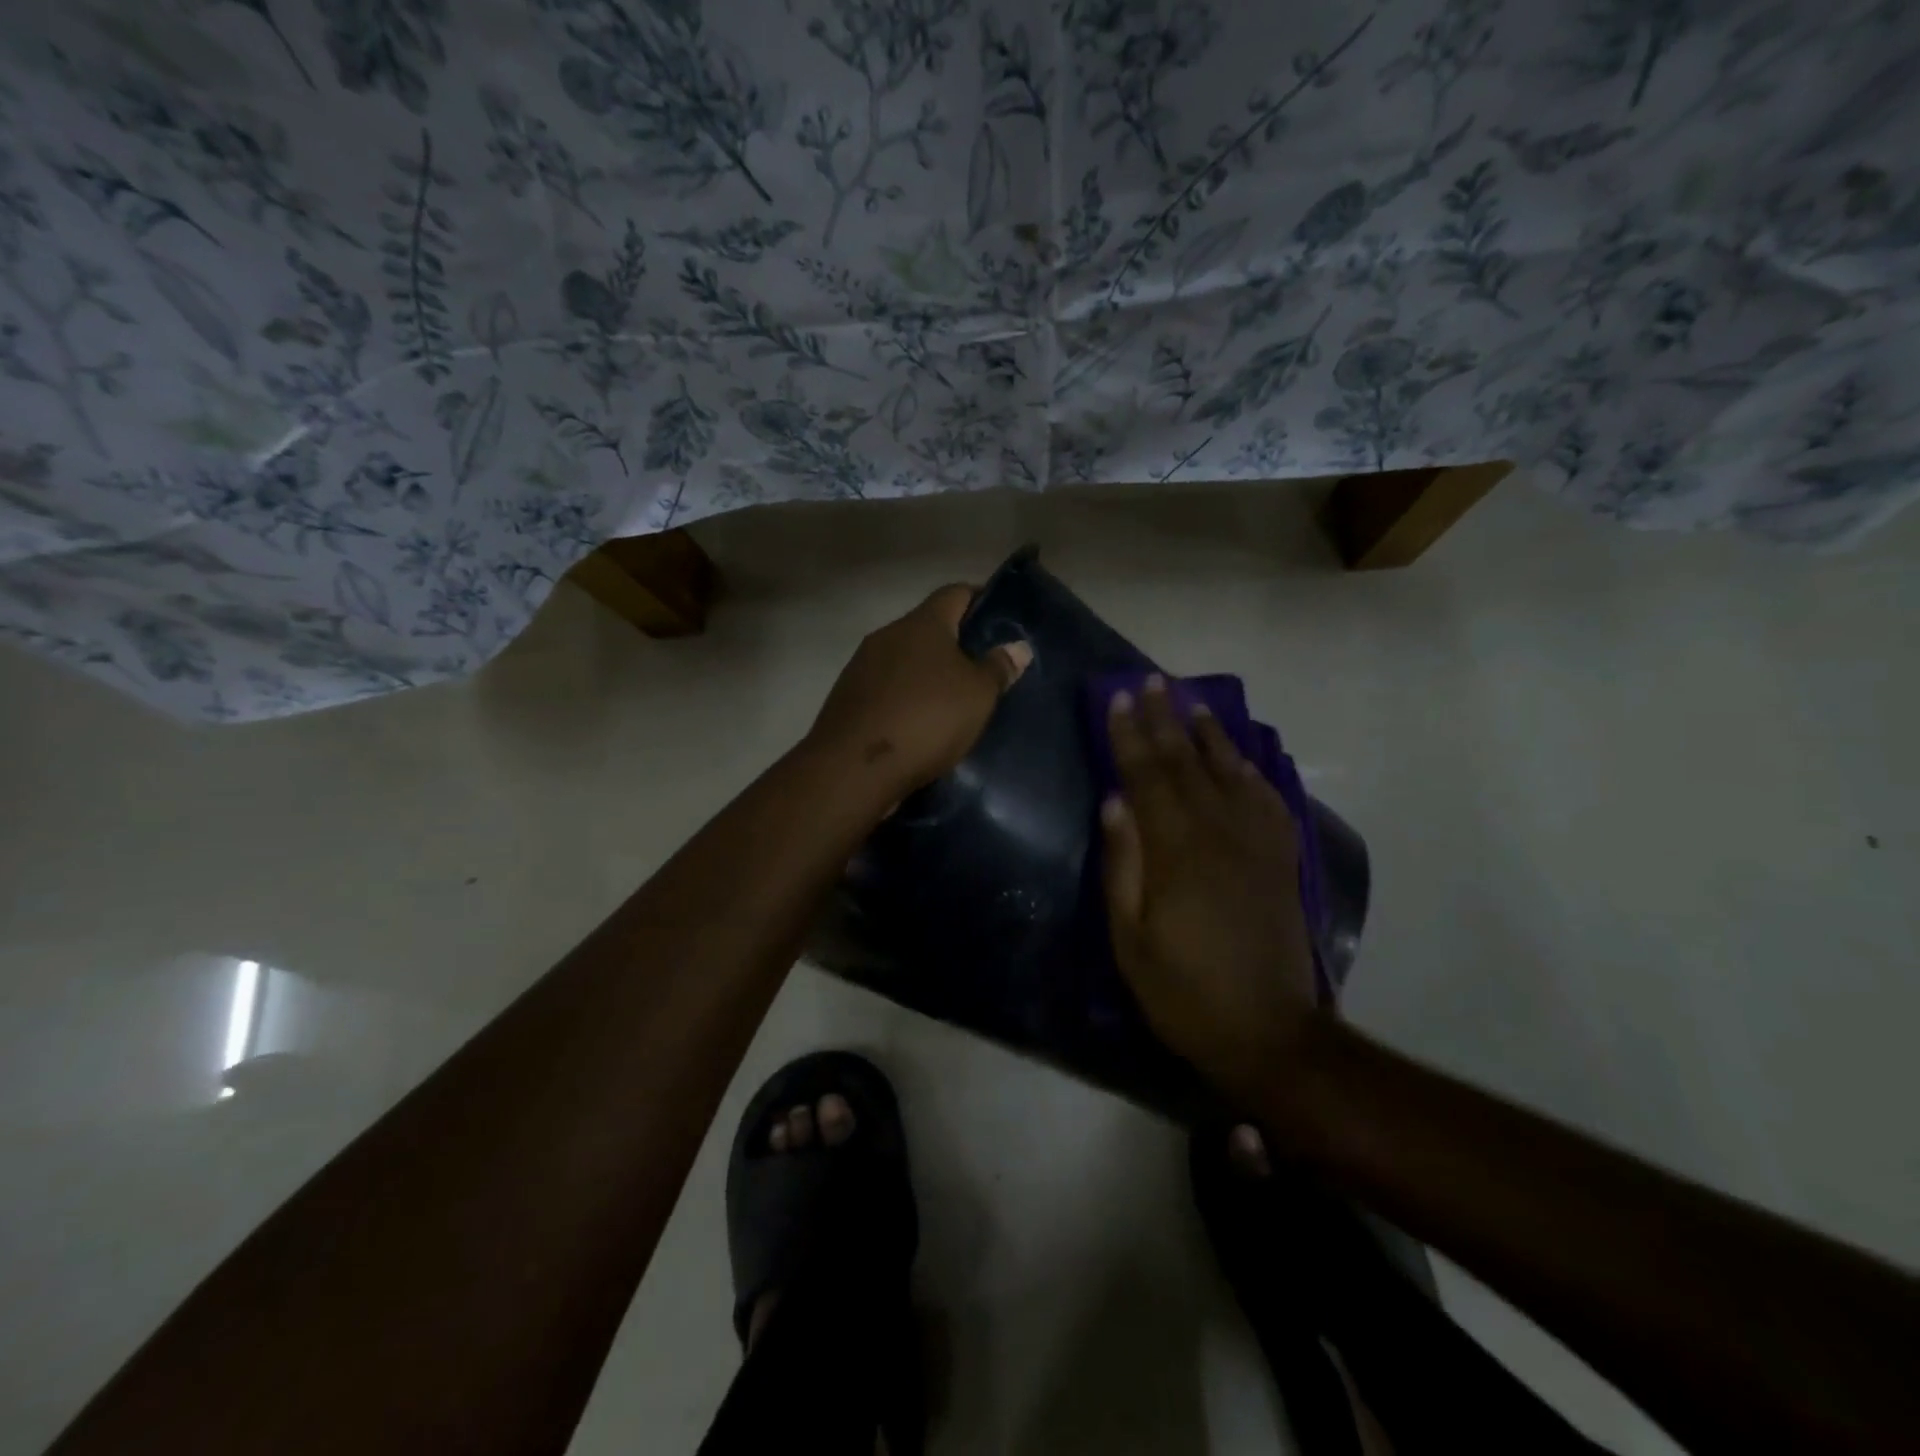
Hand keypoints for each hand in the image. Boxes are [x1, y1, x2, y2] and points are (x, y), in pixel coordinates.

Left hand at [808, 583, 1031, 799]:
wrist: (853, 768)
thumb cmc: (926, 719)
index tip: (1001, 619)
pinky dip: (906, 699)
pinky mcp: (848, 699)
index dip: (980, 600)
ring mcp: (862, 667)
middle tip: (984, 668)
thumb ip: (998, 668)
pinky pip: (887, 689)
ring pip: (905, 660)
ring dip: (928, 674)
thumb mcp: (977, 695)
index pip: (955, 593)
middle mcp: (888, 635)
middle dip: (955, 644)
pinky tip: (921, 724)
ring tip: (954, 700)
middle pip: (928, 628)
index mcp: (922, 623)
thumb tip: (1017, 646)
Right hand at [1100, 676, 1317, 1103]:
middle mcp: (1221, 832)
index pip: (1147, 775)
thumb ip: (1122, 863)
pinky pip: (1268, 798)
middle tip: (1151, 681)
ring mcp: (1258, 842)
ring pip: (1230, 771)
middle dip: (1164, 719)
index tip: (1117, 698)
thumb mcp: (1130, 937)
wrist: (1269, 1032)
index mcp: (1178, 849)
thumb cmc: (1183, 990)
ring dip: (1209, 733)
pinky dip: (1252, 769)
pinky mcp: (1283, 858)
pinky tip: (1242, 755)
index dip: (1129, 735)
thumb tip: (1114, 801)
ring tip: (1192, 701)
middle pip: (1187, 762)